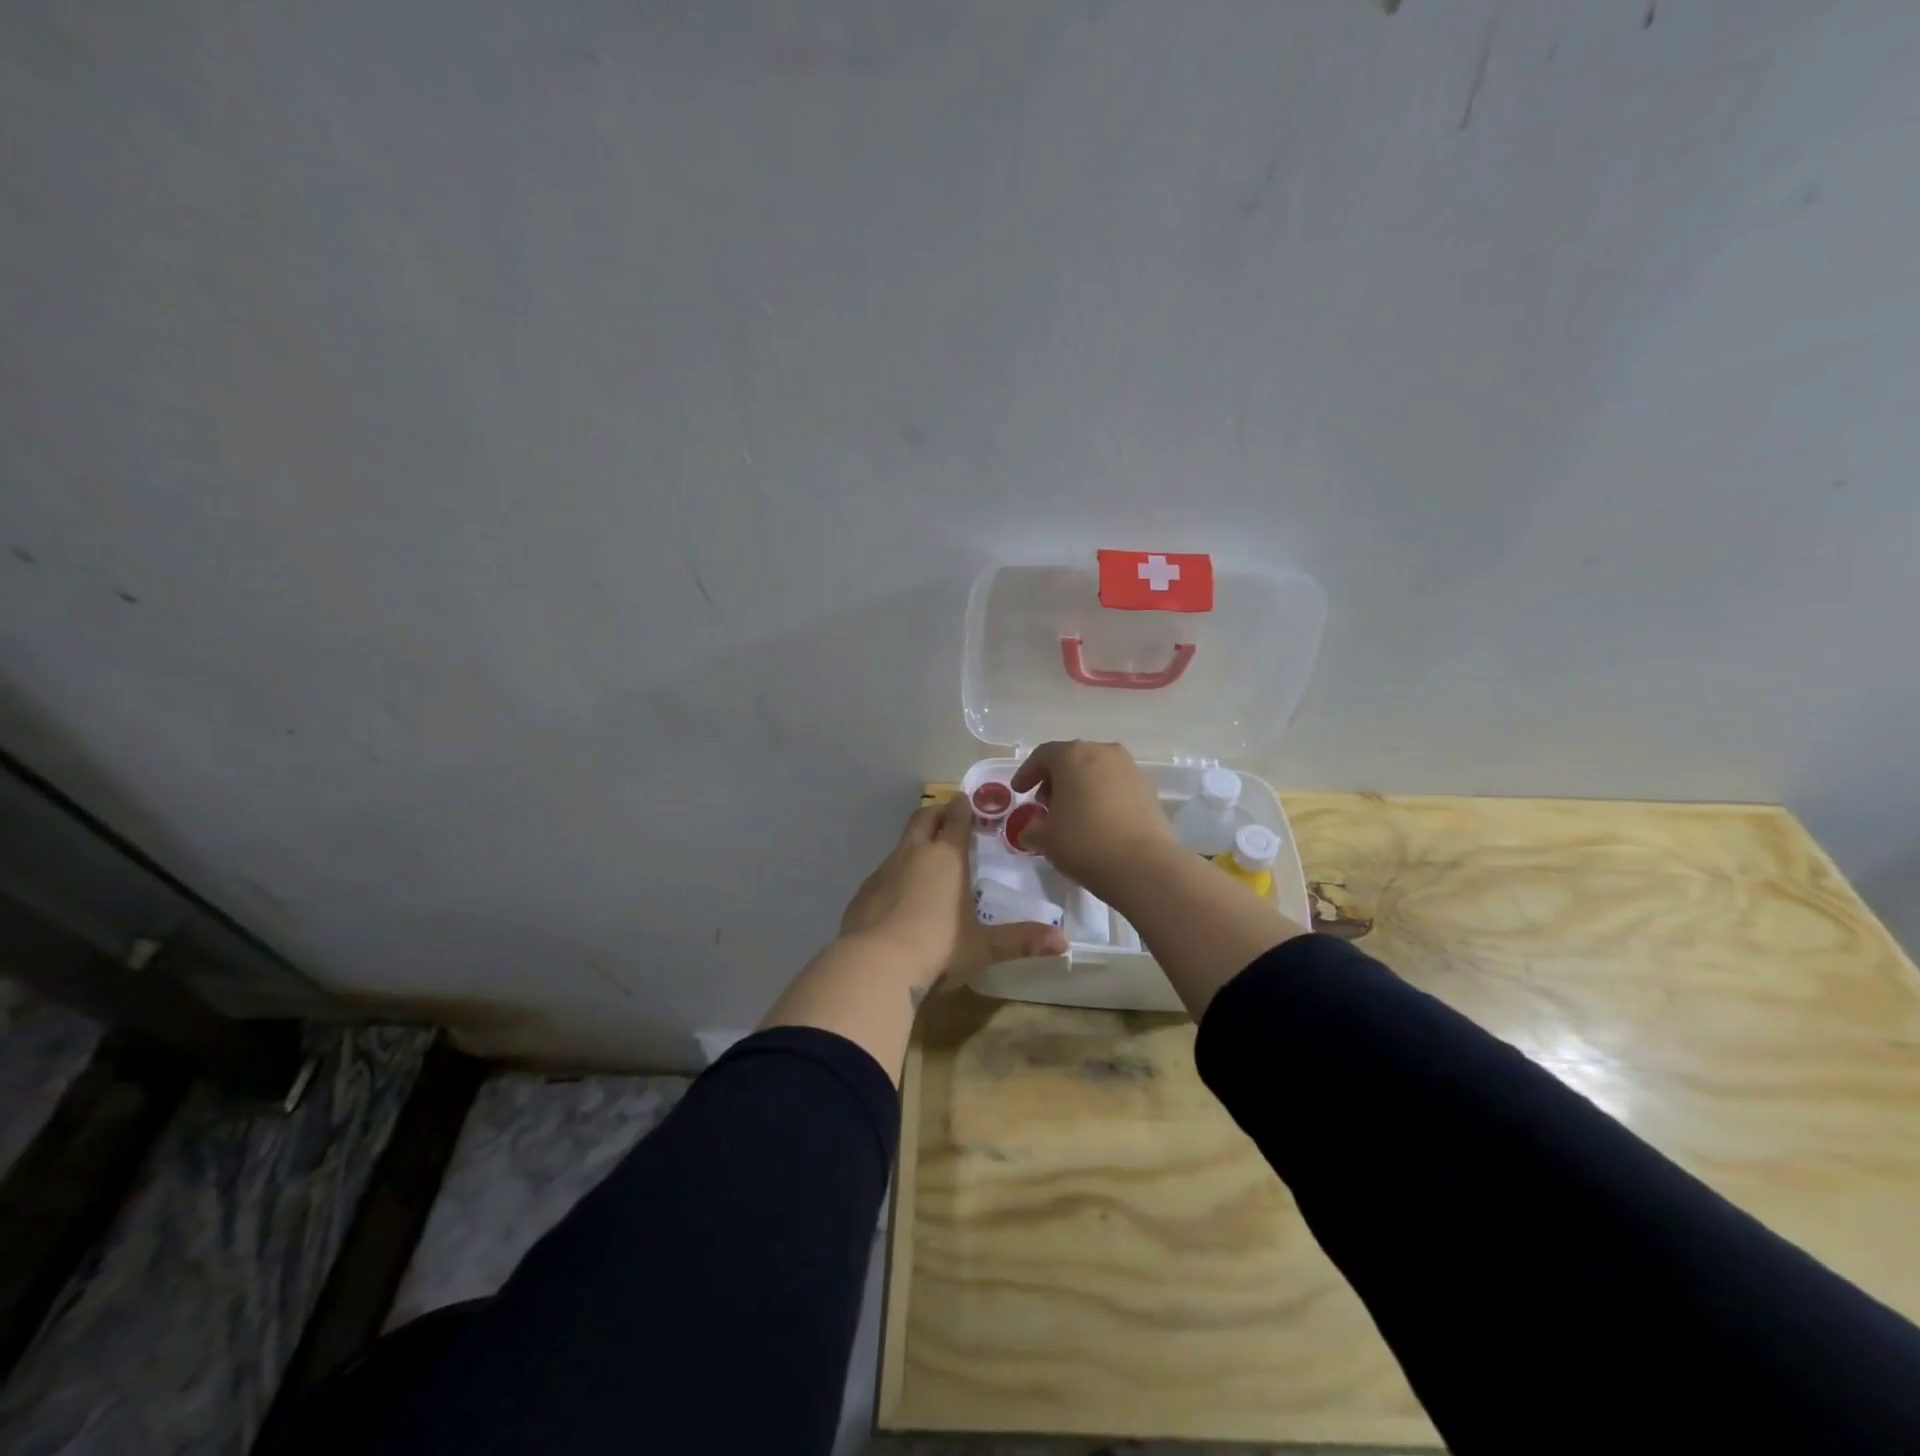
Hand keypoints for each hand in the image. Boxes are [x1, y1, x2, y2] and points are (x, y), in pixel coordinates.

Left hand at [839, 794, 1066, 999]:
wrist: (874, 966)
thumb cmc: (938, 948)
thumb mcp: (984, 947)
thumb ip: (1022, 941)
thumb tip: (1065, 943)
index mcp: (947, 858)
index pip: (956, 820)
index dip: (962, 808)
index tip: (966, 799)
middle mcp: (913, 854)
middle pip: (923, 819)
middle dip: (936, 813)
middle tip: (946, 815)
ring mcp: (883, 872)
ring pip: (901, 845)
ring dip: (914, 843)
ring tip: (926, 858)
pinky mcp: (863, 893)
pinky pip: (883, 873)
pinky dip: (895, 874)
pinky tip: (899, 896)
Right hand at [1009, 740, 1178, 900]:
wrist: (1143, 865)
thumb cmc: (1084, 842)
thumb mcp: (1044, 839)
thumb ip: (1031, 828)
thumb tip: (1032, 828)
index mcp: (1072, 755)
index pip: (1043, 755)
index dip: (1027, 773)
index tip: (1019, 791)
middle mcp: (1103, 752)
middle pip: (1072, 759)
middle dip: (1055, 780)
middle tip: (1045, 804)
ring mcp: (1130, 769)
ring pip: (1096, 770)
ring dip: (1080, 787)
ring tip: (1072, 815)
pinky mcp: (1148, 789)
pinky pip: (1116, 786)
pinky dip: (1102, 796)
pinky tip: (1097, 821)